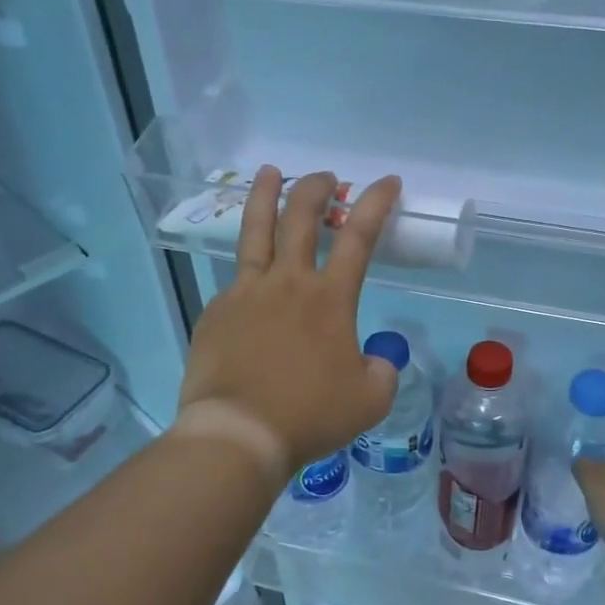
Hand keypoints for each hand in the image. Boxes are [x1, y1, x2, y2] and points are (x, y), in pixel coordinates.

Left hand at [178, 168, 400, 478]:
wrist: (239, 433)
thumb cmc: (309, 416)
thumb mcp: (370, 400)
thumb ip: (380, 371)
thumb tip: (375, 360)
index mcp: (329, 299)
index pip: (358, 236)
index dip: (376, 203)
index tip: (387, 181)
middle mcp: (287, 283)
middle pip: (300, 217)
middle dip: (316, 188)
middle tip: (325, 177)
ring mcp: (245, 293)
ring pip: (255, 231)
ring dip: (265, 195)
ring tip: (269, 172)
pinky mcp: (216, 312)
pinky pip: (235, 282)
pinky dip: (249, 273)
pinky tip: (251, 288)